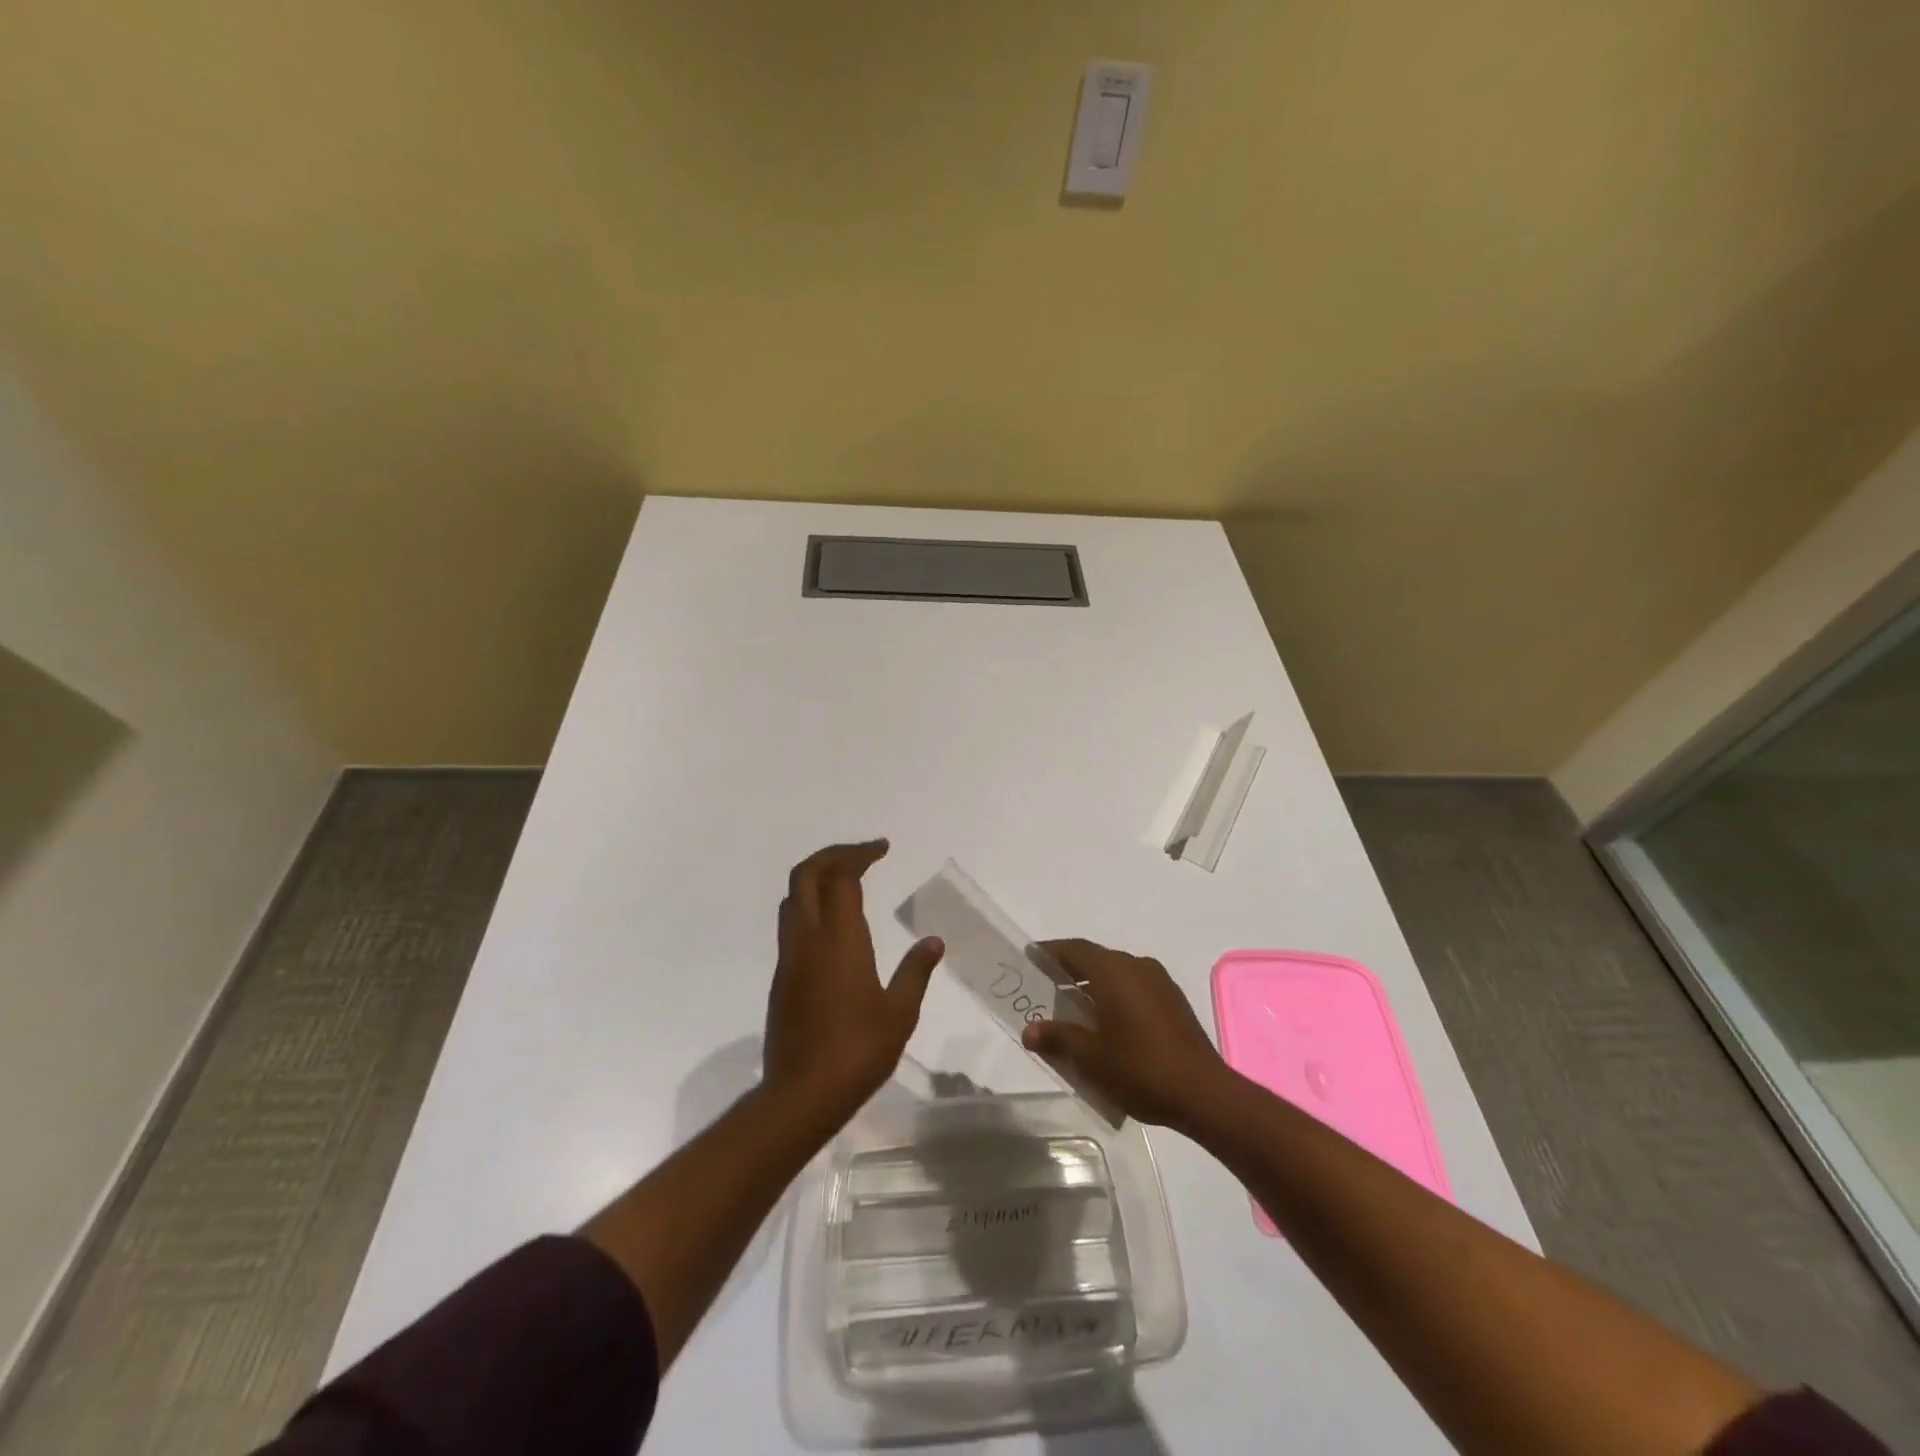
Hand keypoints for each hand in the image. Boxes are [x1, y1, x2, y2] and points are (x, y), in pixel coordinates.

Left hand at [764, 840, 944, 1120]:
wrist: (801, 1094)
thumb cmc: (858, 1051)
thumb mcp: (900, 1013)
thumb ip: (915, 972)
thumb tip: (934, 942)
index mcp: (840, 940)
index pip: (841, 877)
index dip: (860, 855)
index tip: (883, 849)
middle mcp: (808, 939)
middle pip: (806, 874)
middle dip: (832, 854)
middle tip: (863, 855)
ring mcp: (790, 957)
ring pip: (792, 897)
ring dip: (816, 877)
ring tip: (847, 880)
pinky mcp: (782, 977)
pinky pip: (791, 923)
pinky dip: (810, 904)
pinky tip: (834, 923)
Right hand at [1021, 938, 1228, 1129]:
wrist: (1203, 1094)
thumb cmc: (1139, 1068)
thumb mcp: (1089, 1057)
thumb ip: (1057, 1038)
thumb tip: (1029, 1031)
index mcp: (1113, 970)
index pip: (1073, 949)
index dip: (1049, 952)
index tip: (1029, 959)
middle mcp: (1136, 966)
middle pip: (1095, 959)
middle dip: (1069, 971)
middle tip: (1044, 988)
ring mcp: (1159, 982)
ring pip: (1116, 974)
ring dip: (1092, 986)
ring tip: (1072, 1010)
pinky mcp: (1173, 1002)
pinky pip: (1134, 988)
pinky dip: (1114, 996)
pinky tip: (1107, 1024)